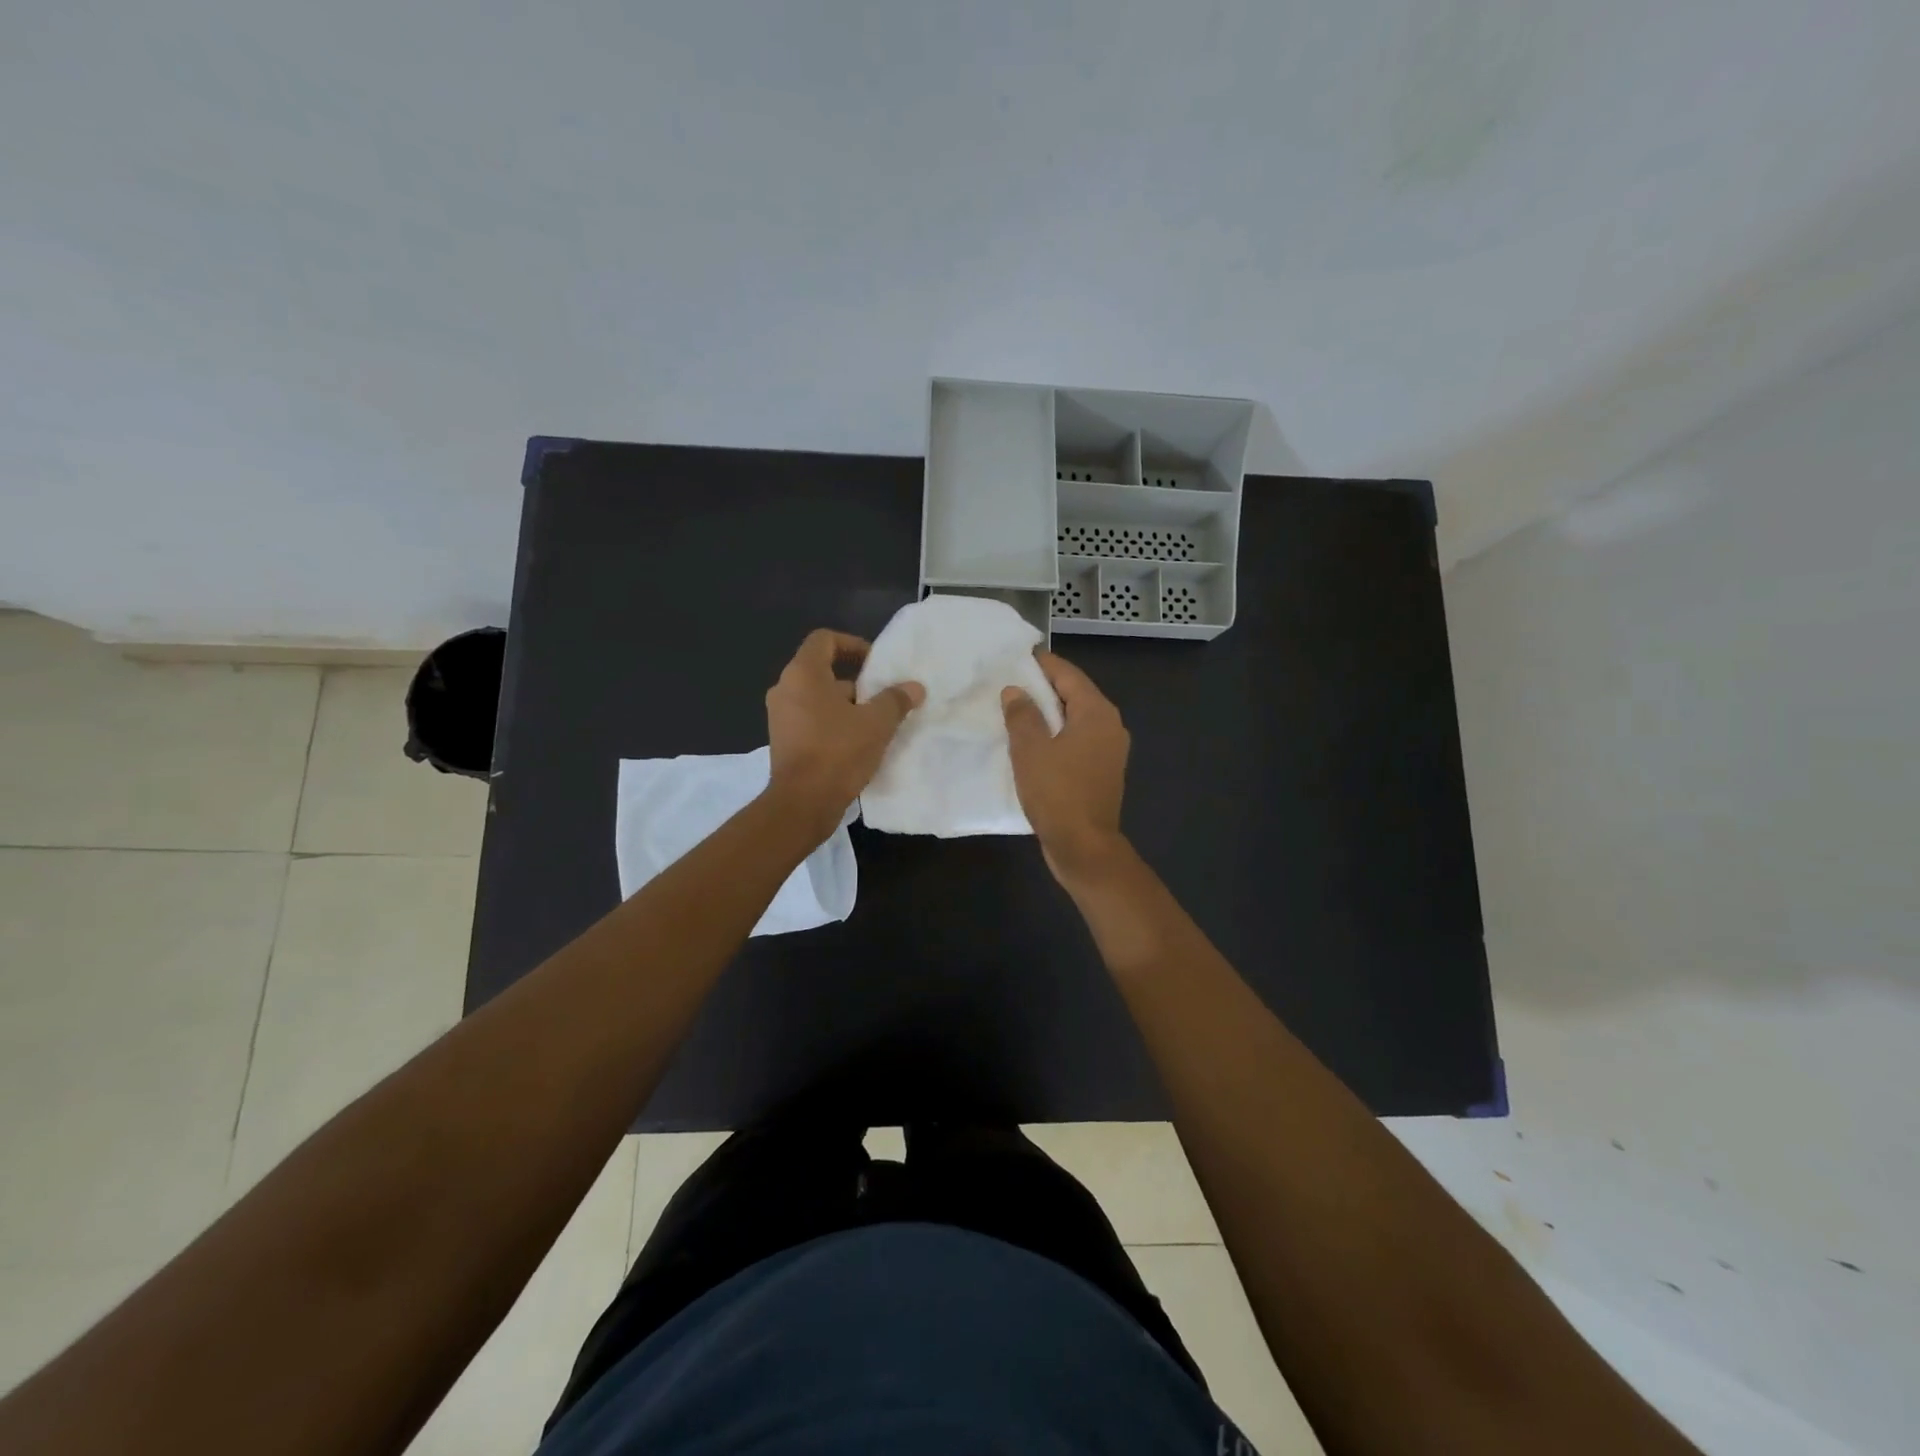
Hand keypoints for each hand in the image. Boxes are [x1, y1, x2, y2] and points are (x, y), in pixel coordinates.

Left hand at [765, 629, 923, 837]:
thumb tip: (914, 688)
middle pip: (822, 670)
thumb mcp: (876, 723)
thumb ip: (896, 700)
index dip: (853, 644)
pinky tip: (858, 743)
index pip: (824, 640)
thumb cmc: (838, 752)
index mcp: (803, 674)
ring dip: (847, 705)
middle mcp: (785, 689)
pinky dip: (833, 723)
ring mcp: (780, 717)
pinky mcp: (783, 741)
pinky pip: (811, 720)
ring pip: (818, 698)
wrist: (803, 803)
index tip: (876, 663)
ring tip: (876, 722)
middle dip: (856, 681)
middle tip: (883, 695)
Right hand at [1002, 652, 1131, 885]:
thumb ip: (1022, 715)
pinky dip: (1056, 735)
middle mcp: (1110, 726)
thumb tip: (1016, 691)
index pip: (1068, 675)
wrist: (1084, 847)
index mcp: (1097, 713)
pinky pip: (1076, 741)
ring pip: (1075, 719)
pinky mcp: (1101, 771)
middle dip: (1043, 688)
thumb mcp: (1031, 750)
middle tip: (1010, 682)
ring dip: (1048, 714)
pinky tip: (1031, 742)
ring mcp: (1109, 750)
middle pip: (1074, 695)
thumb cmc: (1057, 793)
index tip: (1017, 656)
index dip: (1042, 664)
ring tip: (1015, 710)